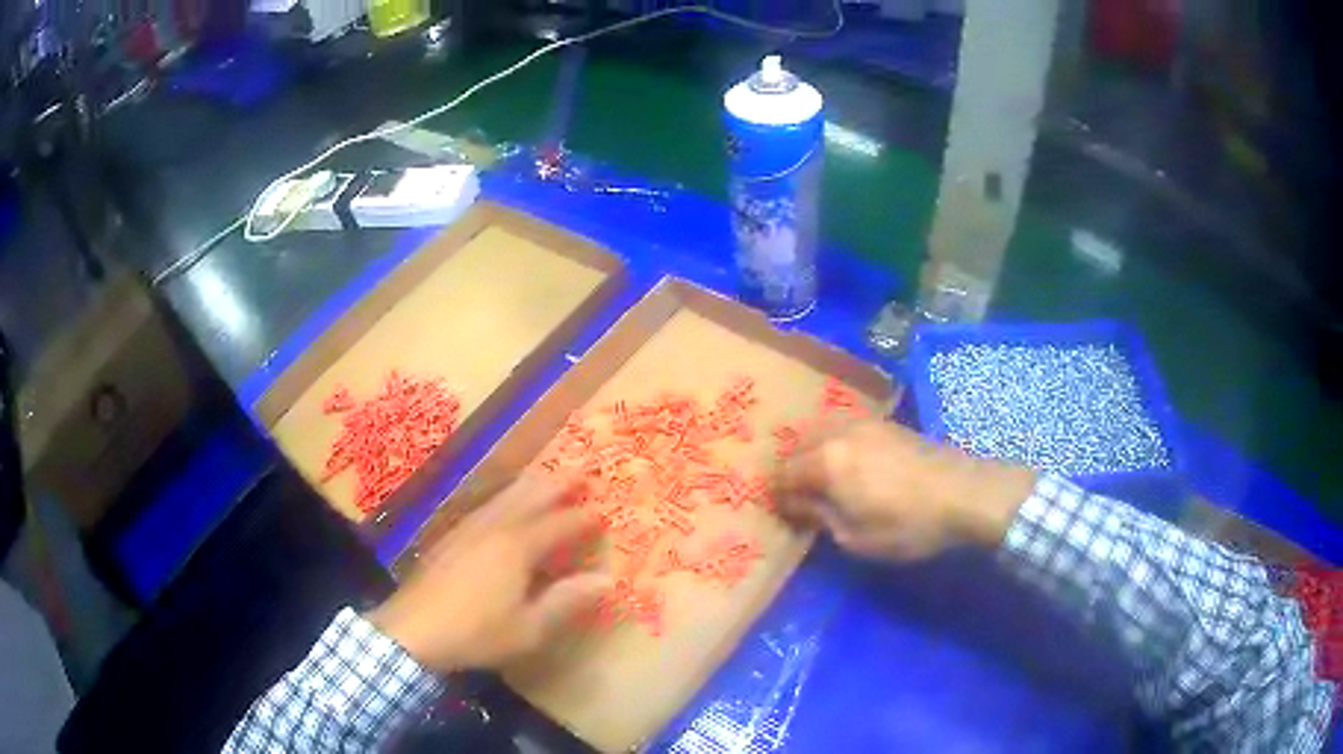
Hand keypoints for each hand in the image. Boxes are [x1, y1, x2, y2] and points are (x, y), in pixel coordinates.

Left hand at [367, 473, 610, 672]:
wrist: (413, 630)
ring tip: (546, 476)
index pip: (559, 524)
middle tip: (581, 471)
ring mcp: (468, 529)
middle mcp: (495, 528)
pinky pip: (485, 506)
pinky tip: (502, 505)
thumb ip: (567, 600)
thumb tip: (607, 579)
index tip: (604, 512)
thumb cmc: (477, 632)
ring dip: (530, 486)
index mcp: (518, 547)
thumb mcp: (529, 627)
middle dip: (557, 484)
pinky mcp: (450, 537)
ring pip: (504, 497)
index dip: (583, 519)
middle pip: (530, 497)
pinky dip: (504, 497)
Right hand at [775, 420, 1035, 560]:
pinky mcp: (885, 422)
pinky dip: (834, 442)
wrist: (963, 493)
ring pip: (821, 430)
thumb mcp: (855, 538)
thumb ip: (819, 517)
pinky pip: (844, 426)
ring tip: (821, 478)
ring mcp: (864, 422)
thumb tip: (797, 504)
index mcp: (826, 461)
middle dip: (792, 470)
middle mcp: (838, 432)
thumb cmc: (907, 525)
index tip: (786, 515)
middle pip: (798, 445)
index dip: (780, 496)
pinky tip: (848, 462)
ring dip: (812, 452)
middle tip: (799, 497)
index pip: (784, 474)